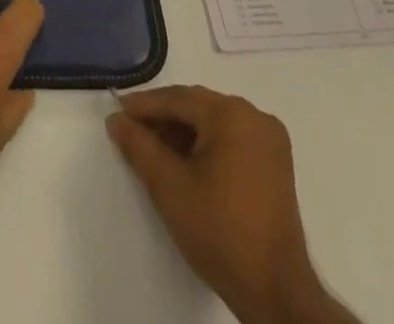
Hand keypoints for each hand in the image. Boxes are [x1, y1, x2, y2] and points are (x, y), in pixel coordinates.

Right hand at [108, 87, 355, 323]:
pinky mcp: (275, 165)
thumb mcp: (168, 186)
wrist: (276, 294)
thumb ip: (138, 145)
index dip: (143, 106)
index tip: (116, 114)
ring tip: (154, 151)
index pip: (177, 99)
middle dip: (163, 120)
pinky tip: (184, 164)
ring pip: (213, 123)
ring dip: (183, 134)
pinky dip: (205, 146)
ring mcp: (270, 141)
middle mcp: (255, 117)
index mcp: (232, 114)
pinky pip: (230, 139)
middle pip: (197, 108)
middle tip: (131, 132)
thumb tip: (116, 120)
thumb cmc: (220, 232)